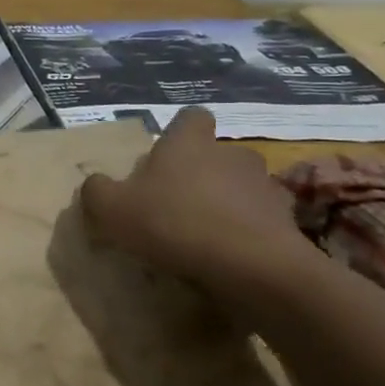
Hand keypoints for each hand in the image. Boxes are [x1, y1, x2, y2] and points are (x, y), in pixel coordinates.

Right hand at [81, 107, 318, 298]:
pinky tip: (233, 257)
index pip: (191, 117)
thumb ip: (97, 191)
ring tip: (208, 235)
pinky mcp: (288, 223)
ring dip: (228, 203)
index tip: (165, 157)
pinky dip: (250, 233)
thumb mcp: (112, 209)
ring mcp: (265, 187)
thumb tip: (96, 184)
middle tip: (178, 202)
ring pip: (242, 187)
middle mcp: (231, 154)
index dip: (180, 132)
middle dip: (202, 173)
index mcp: (189, 143)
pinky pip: (264, 221)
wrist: (254, 268)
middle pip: (217, 154)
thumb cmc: (176, 223)